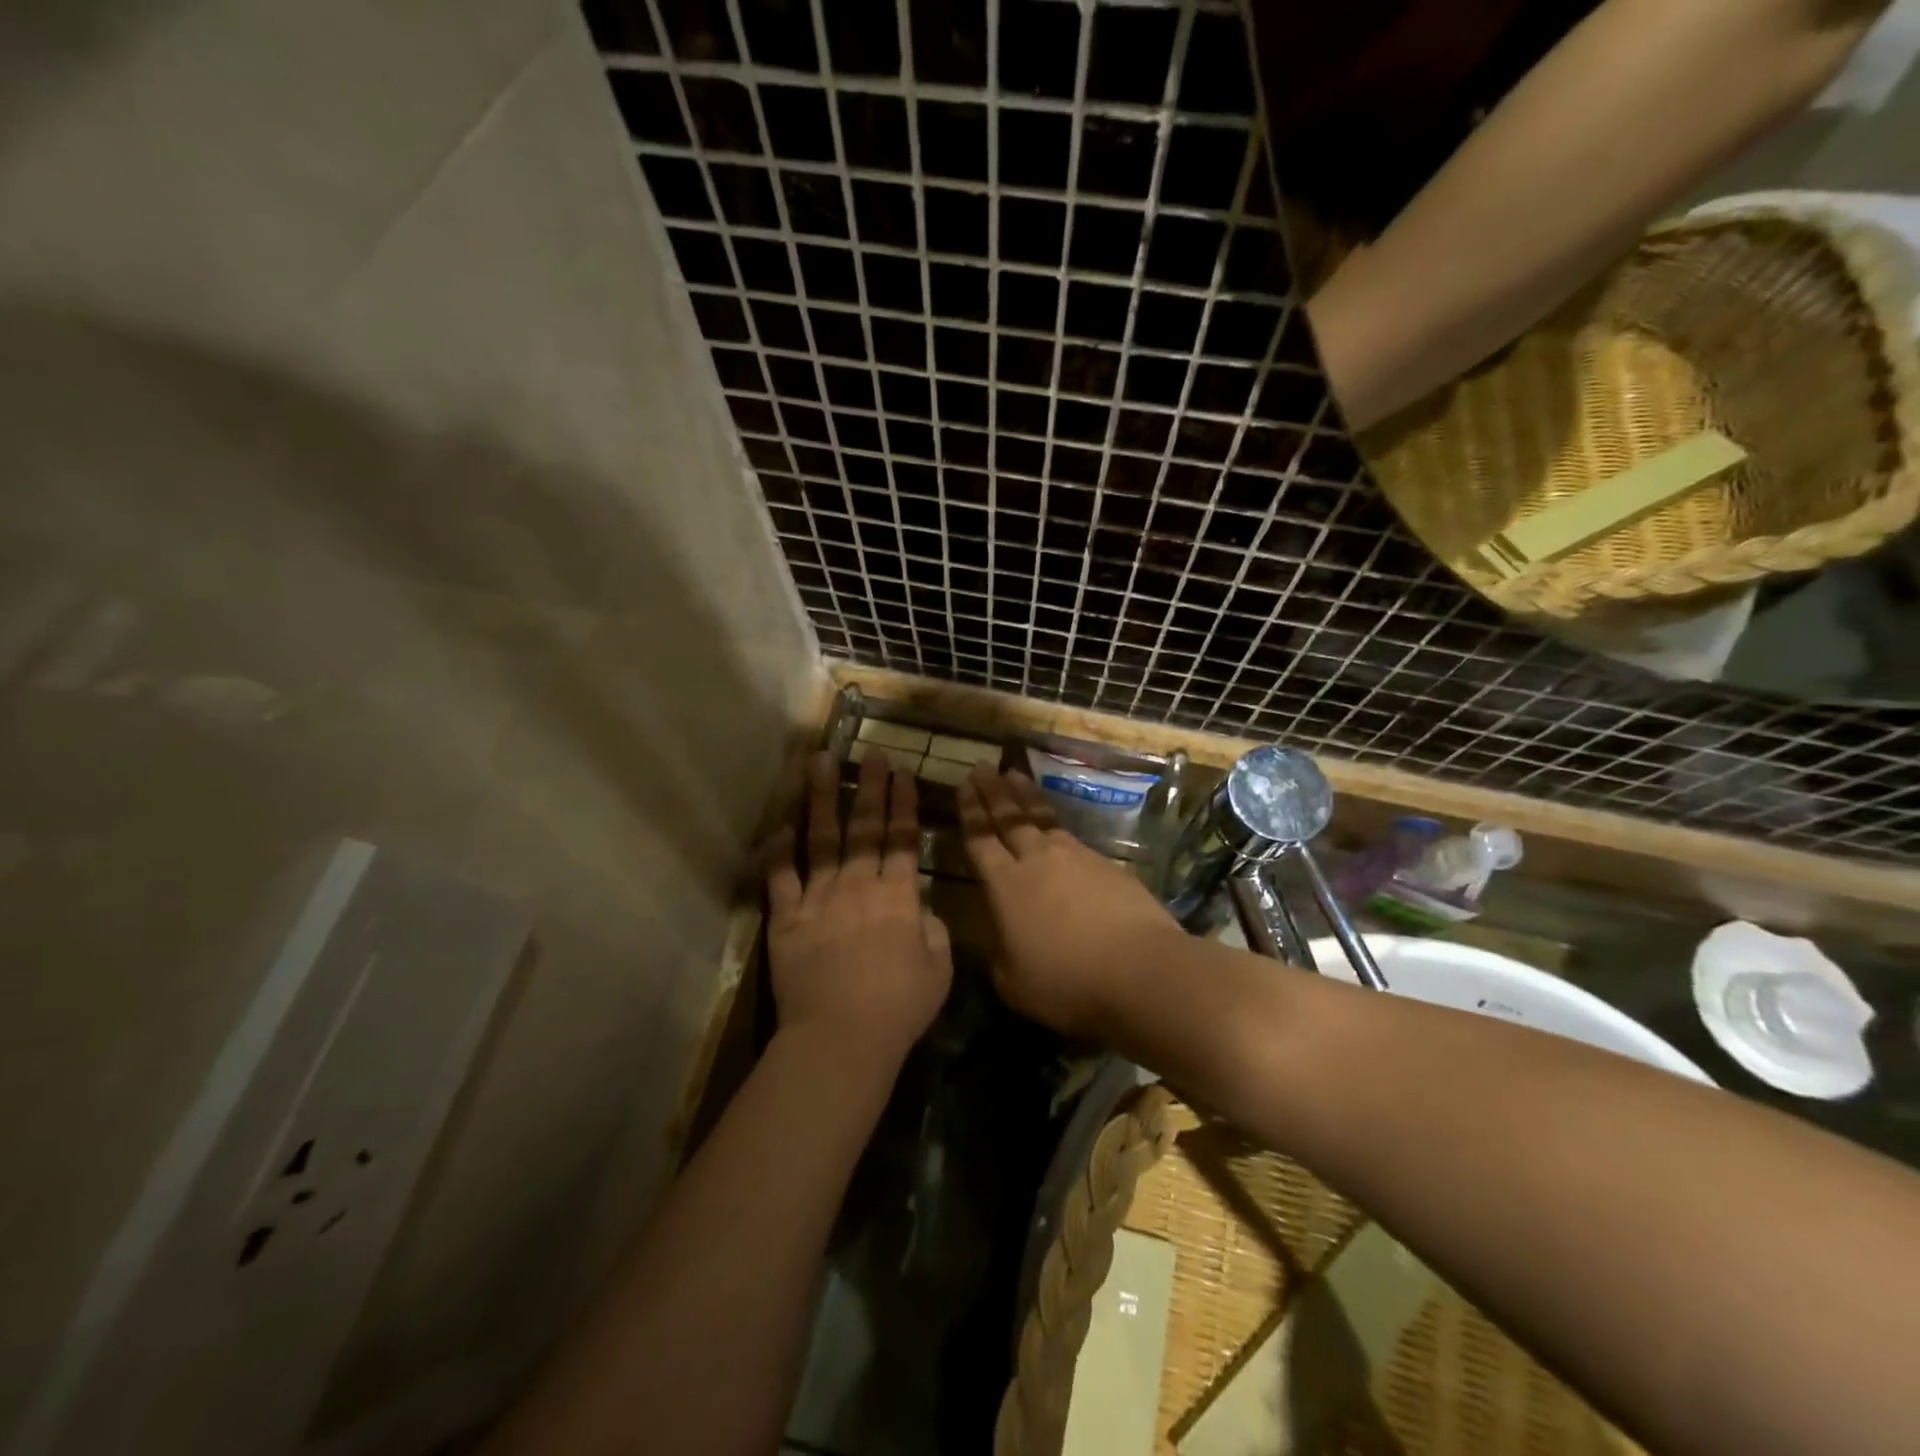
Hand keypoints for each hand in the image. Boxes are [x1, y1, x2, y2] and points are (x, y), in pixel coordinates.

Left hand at [765, 751, 952, 1075]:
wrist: (840, 1037)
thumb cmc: (898, 1008)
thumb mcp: (938, 970)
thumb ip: (935, 932)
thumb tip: (924, 911)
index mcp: (898, 897)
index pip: (902, 839)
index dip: (904, 804)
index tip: (903, 773)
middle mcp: (858, 886)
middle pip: (864, 828)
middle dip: (870, 787)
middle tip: (871, 754)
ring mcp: (818, 899)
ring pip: (820, 839)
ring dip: (821, 798)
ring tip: (820, 762)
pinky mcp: (786, 919)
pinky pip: (780, 878)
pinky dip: (778, 852)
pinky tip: (779, 827)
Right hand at [956, 767, 1183, 1037]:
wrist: (1140, 970)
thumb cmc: (1068, 982)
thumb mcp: (1013, 982)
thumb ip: (998, 954)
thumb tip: (996, 937)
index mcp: (1006, 886)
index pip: (980, 839)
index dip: (970, 812)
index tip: (963, 786)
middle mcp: (1037, 860)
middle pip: (1009, 817)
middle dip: (993, 791)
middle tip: (982, 767)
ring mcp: (1075, 857)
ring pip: (1042, 817)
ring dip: (1025, 795)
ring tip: (1014, 775)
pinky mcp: (1106, 864)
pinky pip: (1070, 834)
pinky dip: (1056, 821)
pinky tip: (1054, 823)